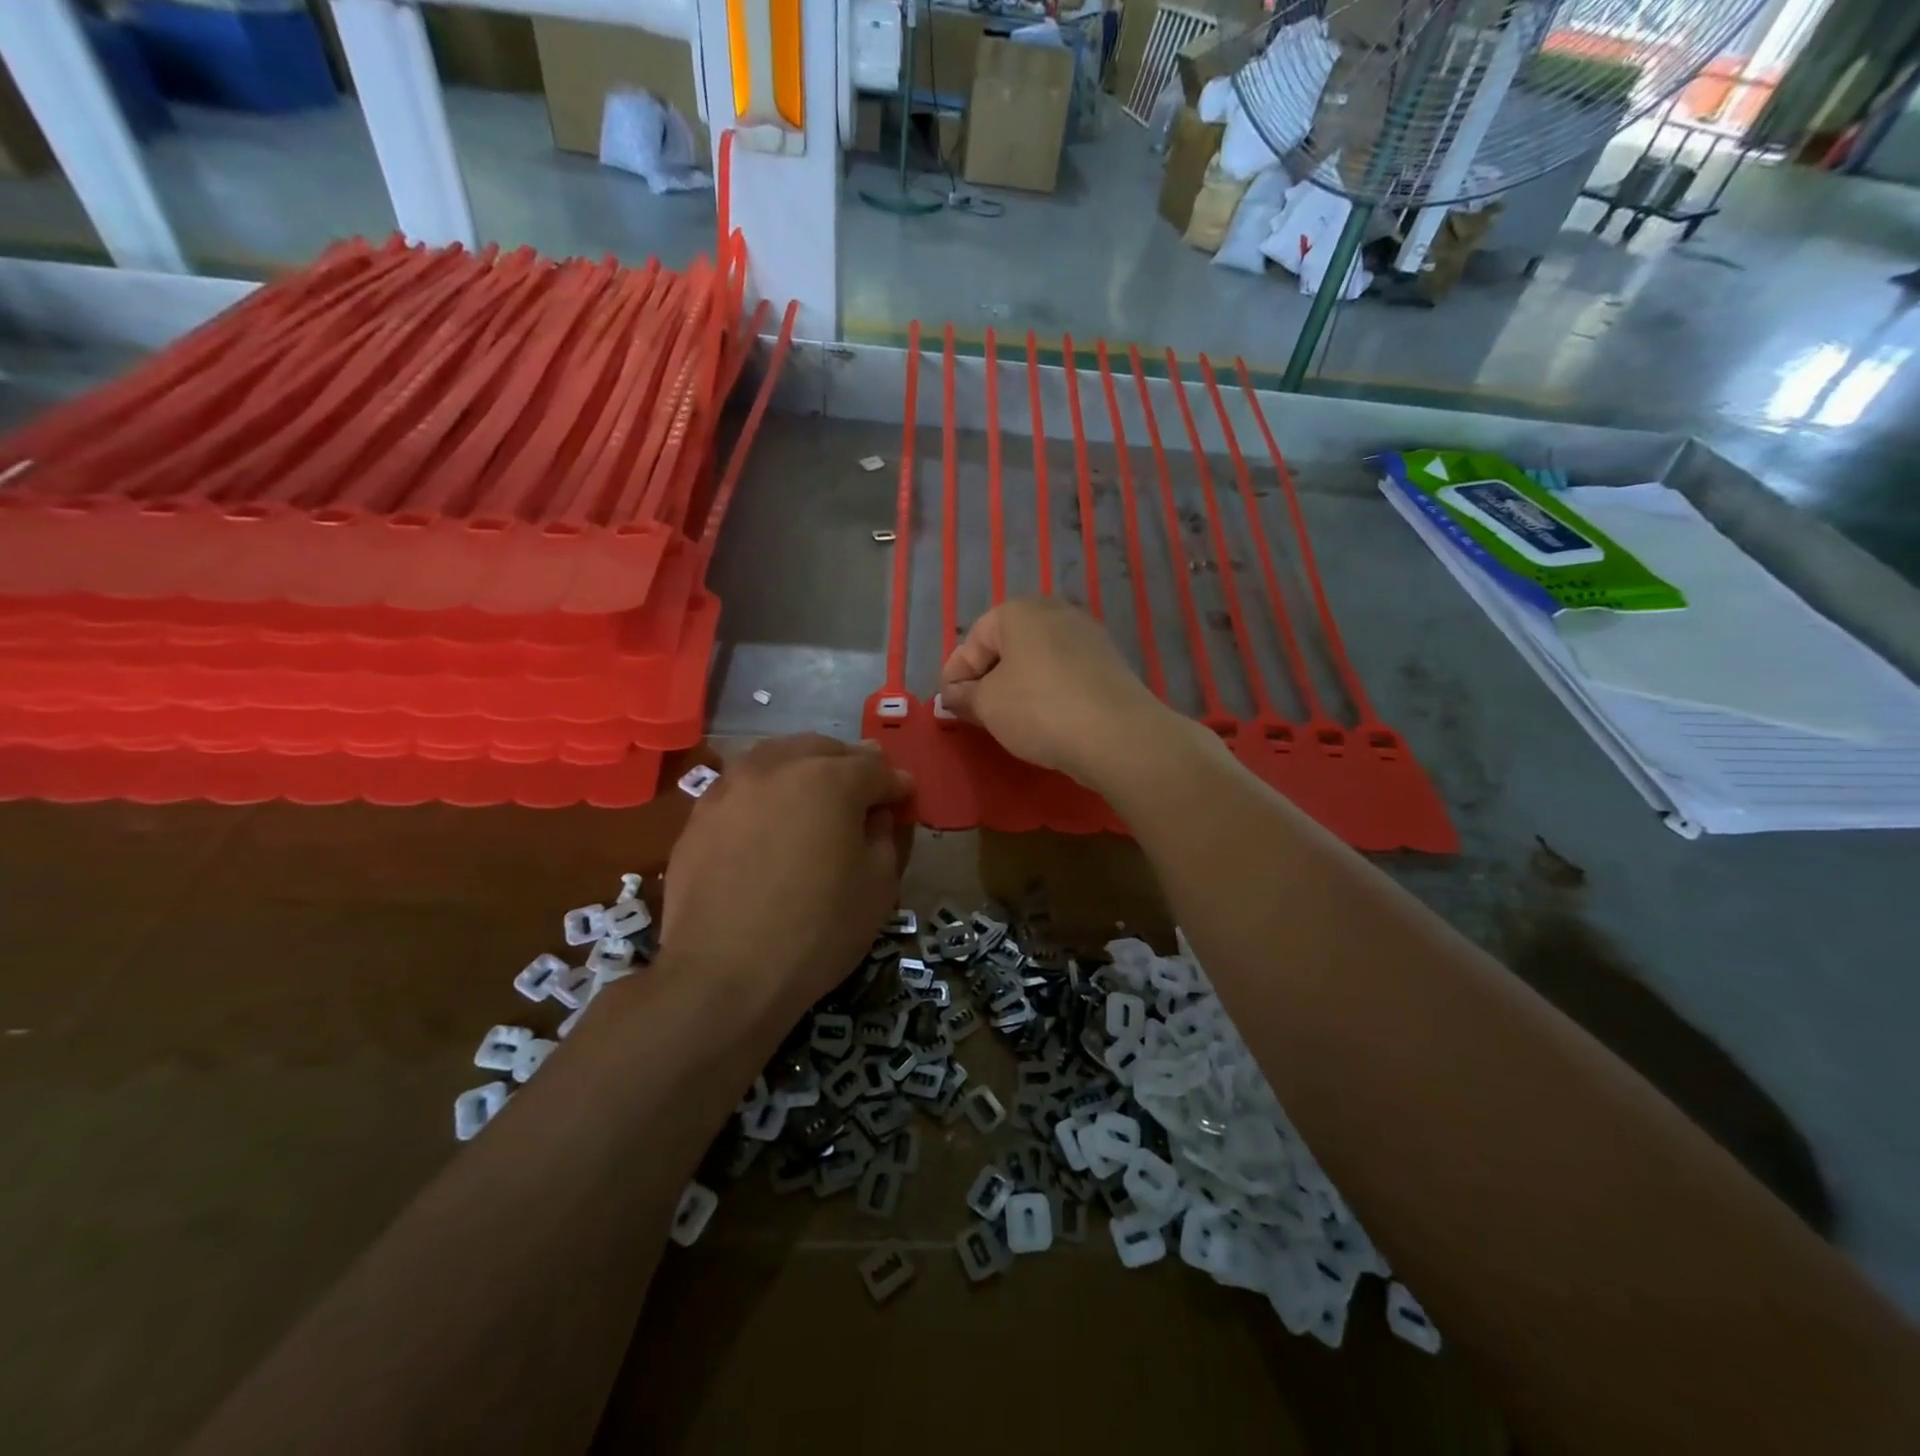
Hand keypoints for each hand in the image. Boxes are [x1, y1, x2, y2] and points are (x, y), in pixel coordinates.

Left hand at [660, 736, 912, 1017]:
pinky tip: (769, 820)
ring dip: (804, 768)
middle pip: (823, 749)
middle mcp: (778, 766)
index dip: (895, 784)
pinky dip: (765, 791)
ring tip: (814, 797)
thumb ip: (884, 836)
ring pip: (777, 756)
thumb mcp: (877, 887)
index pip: (875, 767)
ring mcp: (732, 786)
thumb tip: (875, 815)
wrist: (722, 973)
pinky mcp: (700, 813)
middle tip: (863, 793)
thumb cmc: (816, 931)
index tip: (904, 799)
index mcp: (830, 779)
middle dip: (850, 765)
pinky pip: (743, 785)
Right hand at [940, 597, 1169, 784]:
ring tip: (1007, 718)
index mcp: (1018, 611)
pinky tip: (1043, 718)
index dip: (955, 675)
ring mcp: (1087, 634)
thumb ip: (963, 697)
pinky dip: (1047, 690)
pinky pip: (1063, 672)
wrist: (1118, 734)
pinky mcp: (1108, 661)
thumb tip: (952, 696)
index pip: (973, 641)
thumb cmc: (1039, 709)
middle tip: (974, 711)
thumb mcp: (988, 705)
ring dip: (1017, 685)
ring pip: (1037, 659)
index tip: (947, 705)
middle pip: (1007, 645)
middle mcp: (1054, 611)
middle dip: (987, 678)